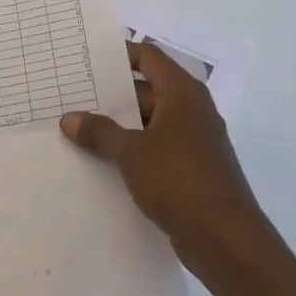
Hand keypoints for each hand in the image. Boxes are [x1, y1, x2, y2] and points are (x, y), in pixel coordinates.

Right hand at [60, 41, 274, 283]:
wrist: (226, 241)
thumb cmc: (179, 181)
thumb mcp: (131, 153)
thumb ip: (99, 132)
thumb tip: (69, 118)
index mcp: (182, 93)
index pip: (148, 56)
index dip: (118, 54)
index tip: (86, 59)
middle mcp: (191, 110)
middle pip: (147, 90)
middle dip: (111, 95)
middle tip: (72, 97)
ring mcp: (194, 141)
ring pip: (150, 123)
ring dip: (119, 126)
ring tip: (79, 130)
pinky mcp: (192, 170)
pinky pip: (156, 149)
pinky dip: (133, 151)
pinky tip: (102, 162)